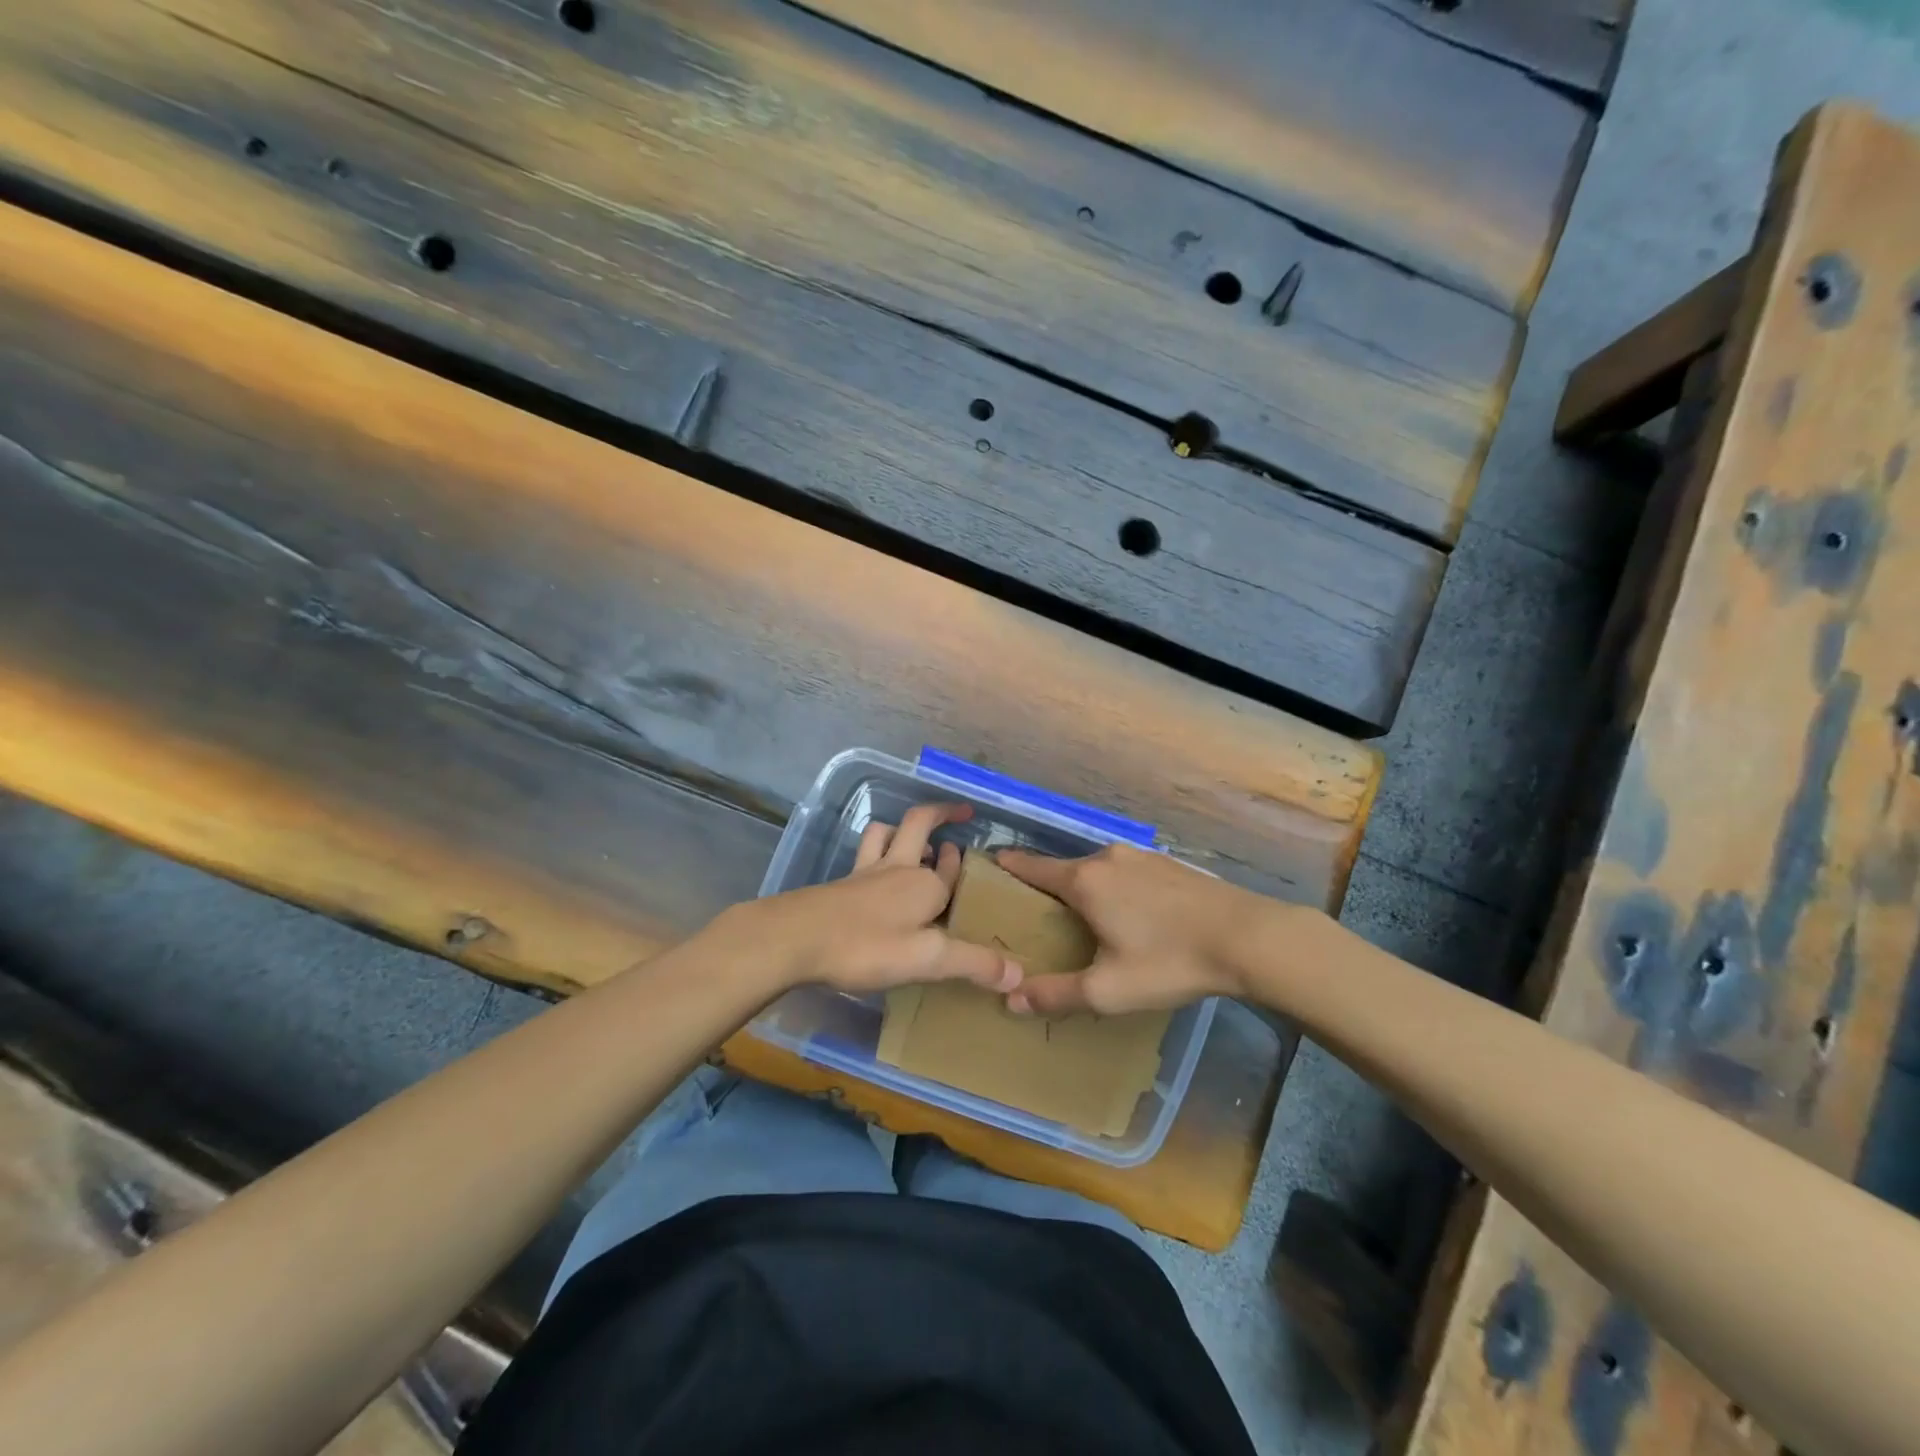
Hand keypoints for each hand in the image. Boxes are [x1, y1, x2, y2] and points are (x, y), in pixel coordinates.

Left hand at [723, 804, 1024, 995]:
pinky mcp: (841, 883)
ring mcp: (865, 872)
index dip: (961, 862)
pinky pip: (864, 854)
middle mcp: (898, 868)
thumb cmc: (866, 946)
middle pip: (920, 825)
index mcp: (925, 885)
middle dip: (941, 813)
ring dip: (901, 829)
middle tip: (958, 812)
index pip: (952, 868)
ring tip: (912, 838)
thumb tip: (1020, 974)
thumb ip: (973, 964)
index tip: (969, 854)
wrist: (796, 938)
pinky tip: (872, 872)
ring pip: (885, 833)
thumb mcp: (927, 960)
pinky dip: (875, 850)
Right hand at [995, 844, 1270, 1014]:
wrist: (1247, 937)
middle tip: (1038, 916)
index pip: (1031, 866)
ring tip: (1083, 918)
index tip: (989, 868)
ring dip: (1084, 887)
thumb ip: (1056, 994)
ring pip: (1097, 869)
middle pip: (1064, 869)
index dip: (1008, 867)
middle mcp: (1107, 858)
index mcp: (1084, 880)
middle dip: (1047, 887)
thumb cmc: (1168, 961)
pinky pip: (1125, 871)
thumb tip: (1011, 998)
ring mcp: (1141, 856)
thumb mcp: (1108, 989)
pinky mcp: (1168, 863)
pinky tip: (1129, 914)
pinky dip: (1114, 887)